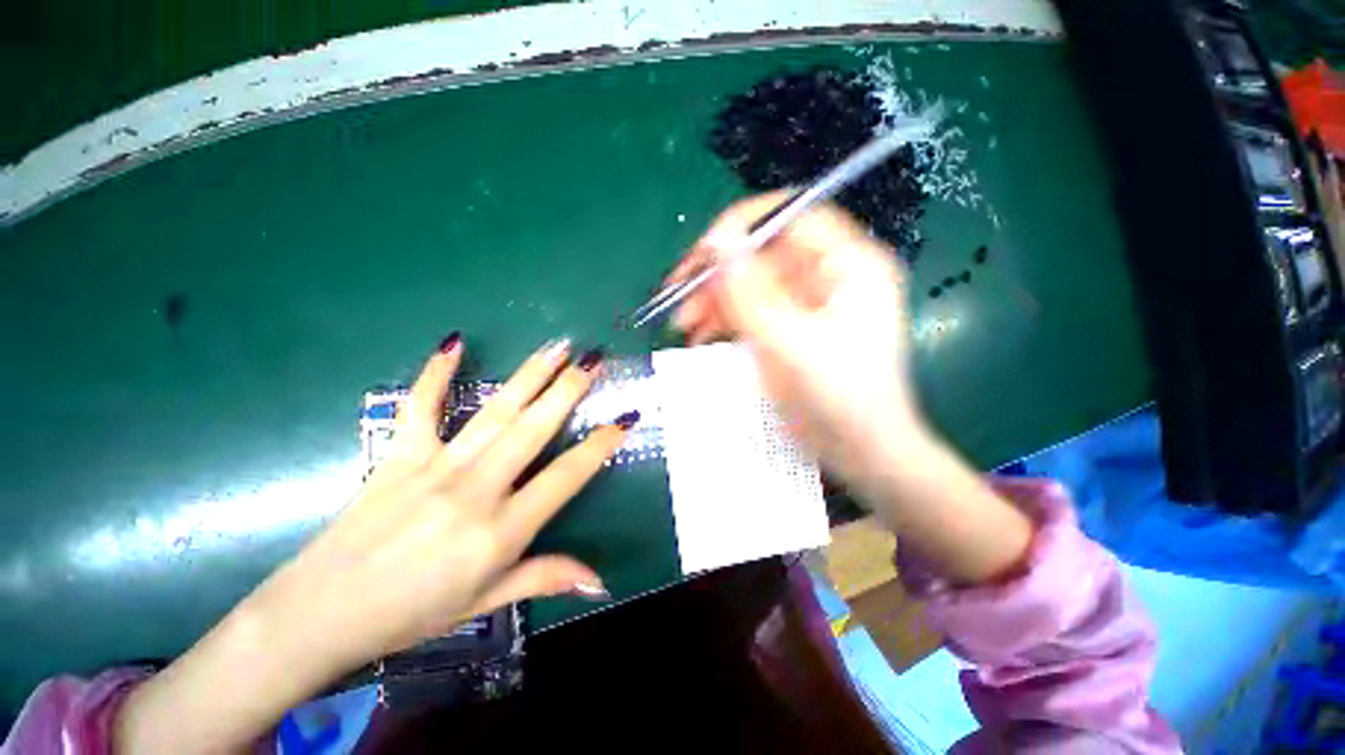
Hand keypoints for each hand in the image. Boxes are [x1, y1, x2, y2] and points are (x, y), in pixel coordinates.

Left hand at [259, 337, 622, 660]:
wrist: (318, 615)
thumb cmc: (411, 615)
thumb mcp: (486, 602)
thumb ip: (546, 577)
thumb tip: (601, 582)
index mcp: (501, 530)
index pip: (567, 476)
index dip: (601, 445)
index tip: (626, 418)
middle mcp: (476, 489)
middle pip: (535, 429)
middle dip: (570, 390)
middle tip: (595, 360)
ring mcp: (436, 466)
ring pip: (495, 411)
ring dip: (530, 375)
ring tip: (557, 346)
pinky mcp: (399, 455)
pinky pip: (421, 407)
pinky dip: (436, 373)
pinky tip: (454, 342)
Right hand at [674, 194, 1032, 586]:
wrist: (861, 452)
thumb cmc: (840, 400)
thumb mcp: (792, 346)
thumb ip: (753, 295)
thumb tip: (718, 242)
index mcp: (849, 266)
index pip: (793, 217)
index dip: (745, 226)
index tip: (704, 250)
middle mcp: (829, 276)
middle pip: (764, 253)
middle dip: (719, 273)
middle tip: (679, 295)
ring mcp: (807, 303)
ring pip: (751, 283)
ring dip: (714, 299)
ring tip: (683, 323)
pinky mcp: (790, 327)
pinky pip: (751, 310)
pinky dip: (723, 319)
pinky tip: (700, 335)